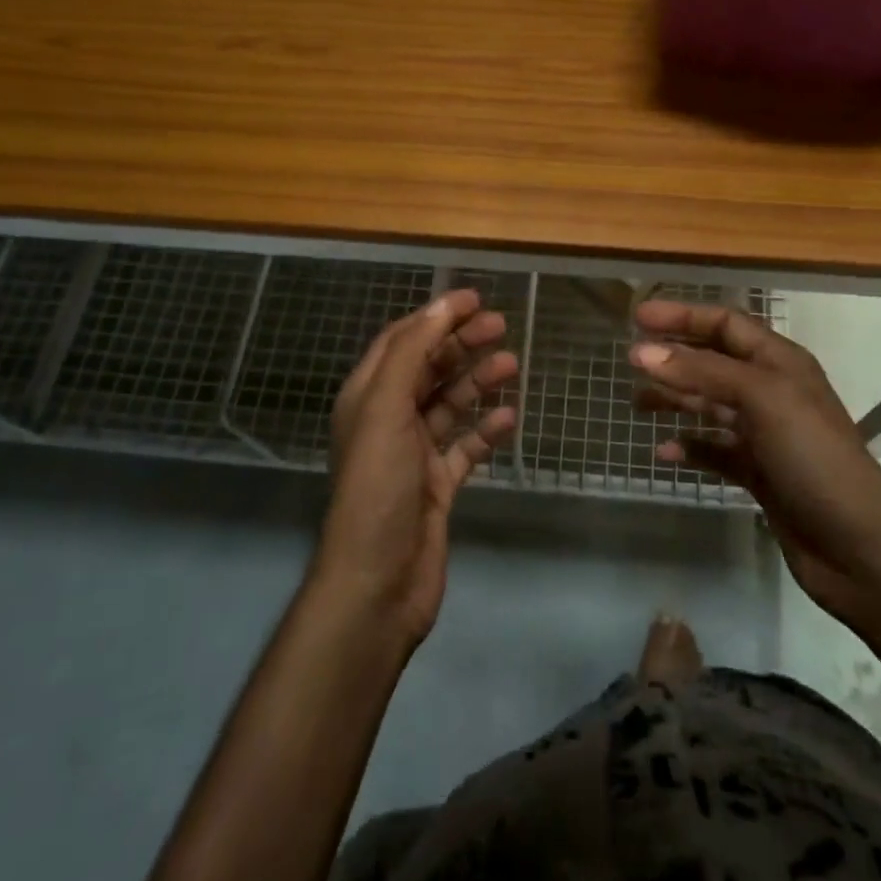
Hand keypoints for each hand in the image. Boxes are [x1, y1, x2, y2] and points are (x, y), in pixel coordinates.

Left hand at [317, 289, 517, 647]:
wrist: (379, 581)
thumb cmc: (379, 487)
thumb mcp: (386, 409)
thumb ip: (410, 355)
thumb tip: (440, 306)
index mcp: (368, 398)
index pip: (402, 341)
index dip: (435, 316)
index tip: (474, 298)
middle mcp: (389, 420)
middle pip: (428, 369)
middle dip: (461, 344)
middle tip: (502, 326)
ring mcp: (414, 455)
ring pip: (450, 405)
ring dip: (478, 382)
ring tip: (512, 365)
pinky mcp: (437, 486)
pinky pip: (466, 447)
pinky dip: (487, 431)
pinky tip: (511, 419)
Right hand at [629, 301, 880, 624]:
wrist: (857, 546)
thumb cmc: (813, 457)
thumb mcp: (762, 399)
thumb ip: (702, 372)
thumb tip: (642, 352)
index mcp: (780, 362)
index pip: (726, 323)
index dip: (683, 315)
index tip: (637, 317)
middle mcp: (772, 391)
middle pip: (714, 362)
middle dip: (674, 357)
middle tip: (630, 359)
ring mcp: (766, 434)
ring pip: (710, 406)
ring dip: (675, 399)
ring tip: (636, 403)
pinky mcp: (759, 473)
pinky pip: (715, 451)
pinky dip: (689, 448)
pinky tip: (663, 452)